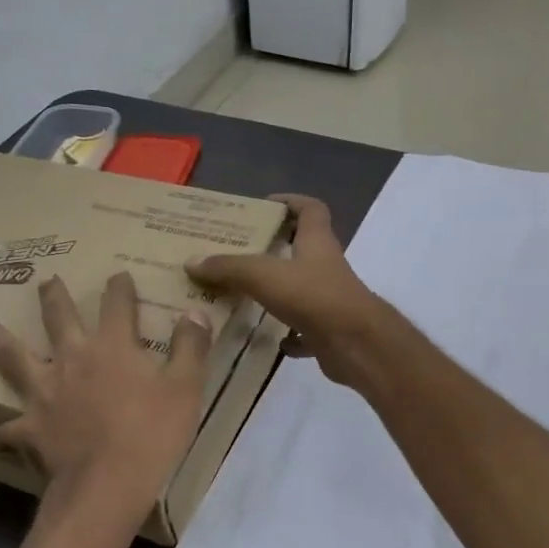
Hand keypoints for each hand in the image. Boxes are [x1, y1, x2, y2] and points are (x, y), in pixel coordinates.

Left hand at [0, 273, 211, 513]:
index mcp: (113, 348)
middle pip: (59, 319)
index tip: (118, 274)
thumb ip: (190, 347)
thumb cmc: (153, 434)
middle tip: (45, 280)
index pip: (117, 306)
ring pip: (13, 357)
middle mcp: (73, 360)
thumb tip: (195, 312)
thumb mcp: (186, 387)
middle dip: (54, 297)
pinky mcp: (31, 427)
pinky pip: (5, 427)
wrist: (109, 483)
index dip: (119, 288)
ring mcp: (46, 392)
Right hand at [187, 194, 390, 389]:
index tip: (265, 205)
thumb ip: (228, 267)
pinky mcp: (329, 330)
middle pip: (304, 248)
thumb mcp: (264, 275)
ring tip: (244, 295)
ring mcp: (330, 300)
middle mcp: (326, 266)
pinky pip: (305, 329)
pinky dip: (288, 333)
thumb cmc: (314, 297)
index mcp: (317, 242)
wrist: (356, 345)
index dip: (291, 202)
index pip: (311, 209)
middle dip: (276, 248)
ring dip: (278, 291)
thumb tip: (192, 261)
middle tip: (240, 251)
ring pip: (302, 289)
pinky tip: (268, 340)